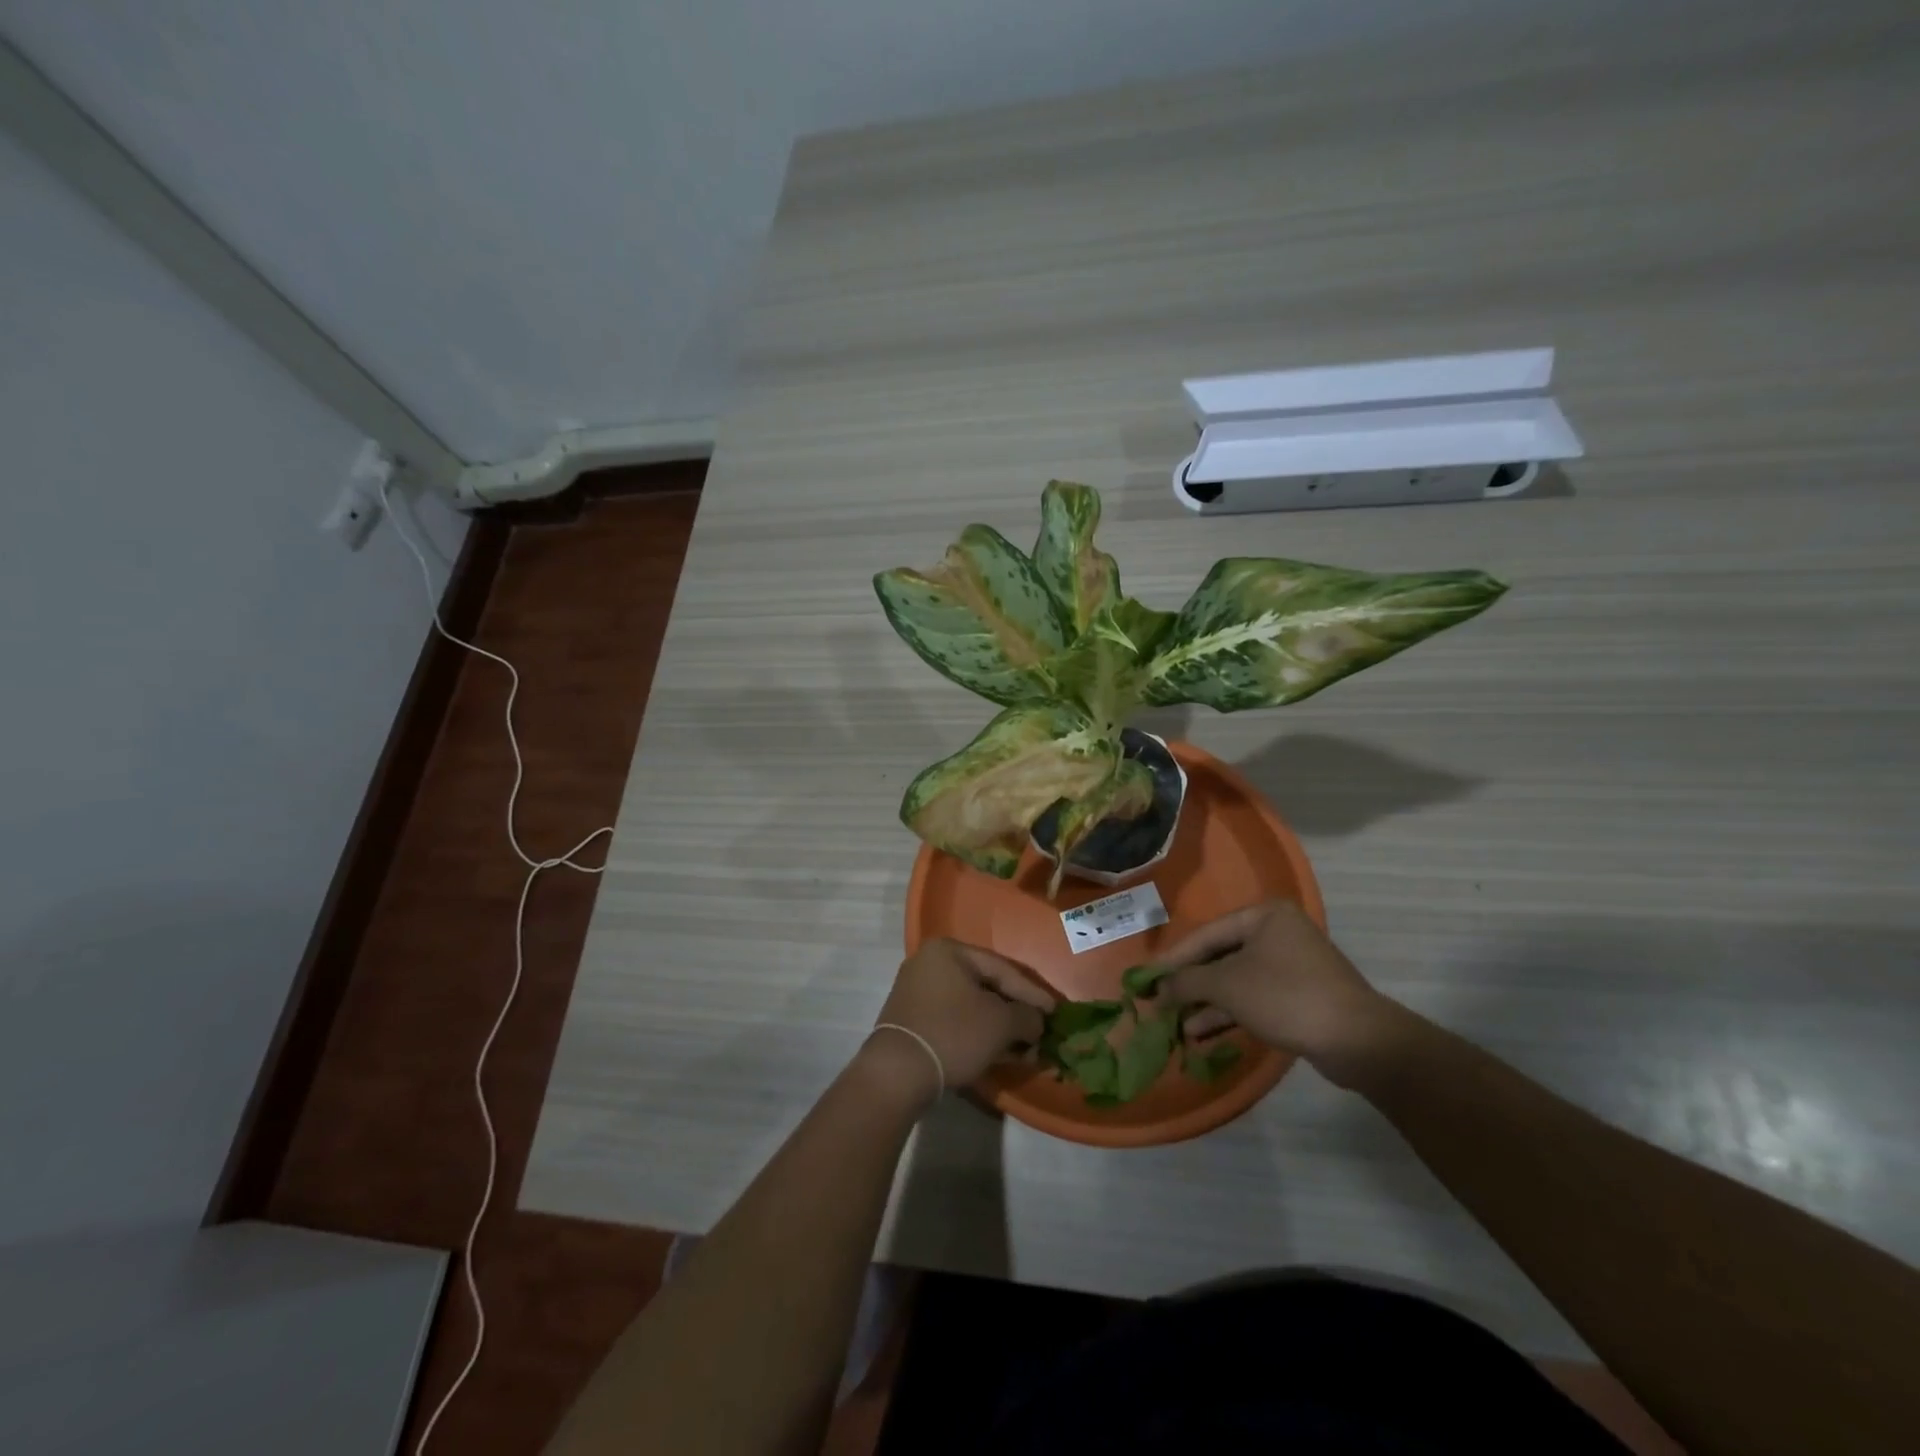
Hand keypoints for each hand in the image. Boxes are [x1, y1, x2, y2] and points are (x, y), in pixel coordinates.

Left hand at [863, 939, 1055, 1103]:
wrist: (898, 1073)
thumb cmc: (953, 1034)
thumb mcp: (1000, 1023)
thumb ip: (1027, 1016)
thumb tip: (1037, 1022)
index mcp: (949, 951)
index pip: (1002, 968)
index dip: (1033, 993)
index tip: (1055, 1013)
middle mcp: (930, 963)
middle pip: (986, 986)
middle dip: (1016, 1012)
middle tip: (1041, 1031)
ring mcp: (918, 992)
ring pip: (971, 1006)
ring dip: (1000, 1027)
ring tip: (1025, 1049)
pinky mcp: (913, 1020)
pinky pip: (955, 1020)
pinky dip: (978, 1034)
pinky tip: (1000, 1053)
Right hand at [1161, 900, 1389, 1078]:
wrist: (1357, 1041)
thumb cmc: (1285, 996)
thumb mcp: (1227, 985)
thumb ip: (1186, 982)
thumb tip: (1156, 989)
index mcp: (1263, 916)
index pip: (1206, 934)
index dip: (1173, 959)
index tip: (1146, 979)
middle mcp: (1278, 932)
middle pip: (1220, 956)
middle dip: (1190, 983)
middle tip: (1160, 1001)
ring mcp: (1291, 965)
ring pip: (1236, 979)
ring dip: (1206, 1001)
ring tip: (1175, 1023)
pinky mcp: (1299, 995)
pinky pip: (1253, 996)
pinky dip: (1229, 1011)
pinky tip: (1201, 1031)